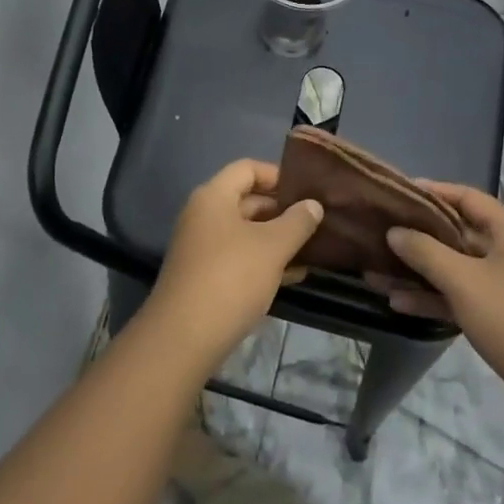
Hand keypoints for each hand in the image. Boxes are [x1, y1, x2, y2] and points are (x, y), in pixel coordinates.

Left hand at [144, 160, 322, 371]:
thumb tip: (313, 205)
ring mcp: (202, 246)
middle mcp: (204, 215)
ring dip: (278, 238)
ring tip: (314, 248)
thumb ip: (297, 222)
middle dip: (283, 210)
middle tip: (318, 221)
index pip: (247, 169)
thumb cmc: (231, 277)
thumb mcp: (272, 247)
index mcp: (213, 196)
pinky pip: (240, 256)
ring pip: (246, 232)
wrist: (185, 335)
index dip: (278, 175)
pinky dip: (265, 261)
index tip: (308, 191)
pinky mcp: (206, 275)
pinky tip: (295, 275)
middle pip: (247, 199)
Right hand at [379, 183, 503, 435]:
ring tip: (374, 272)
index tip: (394, 193)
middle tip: (376, 232)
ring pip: (453, 269)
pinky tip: (398, 302)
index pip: (466, 197)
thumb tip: (394, 231)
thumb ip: (425, 251)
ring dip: (417, 271)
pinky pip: (459, 297)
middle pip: (456, 233)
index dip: (431, 191)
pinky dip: (432, 298)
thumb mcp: (464, 281)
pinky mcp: (500, 318)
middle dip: (416, 236)